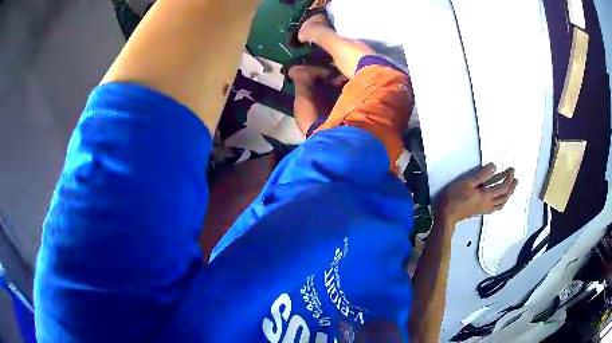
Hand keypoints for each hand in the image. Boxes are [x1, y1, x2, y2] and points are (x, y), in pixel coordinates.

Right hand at [436, 163, 517, 224]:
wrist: (447, 215)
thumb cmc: (455, 197)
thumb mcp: (467, 182)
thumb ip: (481, 175)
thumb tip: (494, 167)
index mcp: (486, 196)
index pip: (503, 187)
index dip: (509, 178)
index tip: (512, 170)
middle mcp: (489, 204)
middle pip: (505, 196)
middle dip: (511, 187)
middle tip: (515, 179)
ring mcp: (486, 209)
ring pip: (502, 203)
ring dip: (508, 195)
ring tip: (511, 188)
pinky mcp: (481, 211)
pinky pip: (497, 207)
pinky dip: (502, 201)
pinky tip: (500, 198)